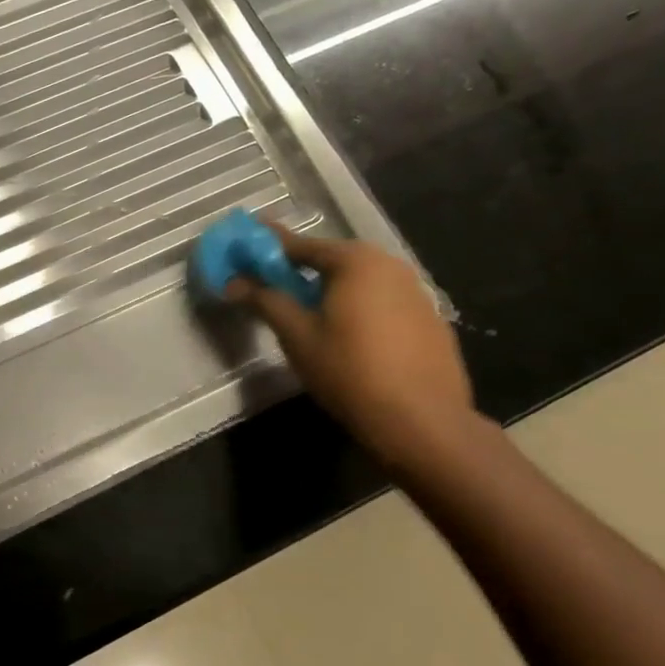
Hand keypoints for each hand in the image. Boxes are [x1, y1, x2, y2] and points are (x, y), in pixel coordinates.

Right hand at [227, 226, 473, 463]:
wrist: (421, 420)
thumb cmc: (349, 370)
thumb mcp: (297, 336)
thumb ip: (266, 300)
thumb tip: (234, 282)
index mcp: (356, 261)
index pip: (301, 245)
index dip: (269, 247)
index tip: (246, 245)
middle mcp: (390, 265)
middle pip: (334, 261)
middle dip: (301, 270)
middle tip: (274, 286)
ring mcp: (416, 292)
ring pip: (361, 282)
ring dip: (331, 291)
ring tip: (309, 314)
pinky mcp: (430, 321)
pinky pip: (383, 303)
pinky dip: (359, 309)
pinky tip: (349, 338)